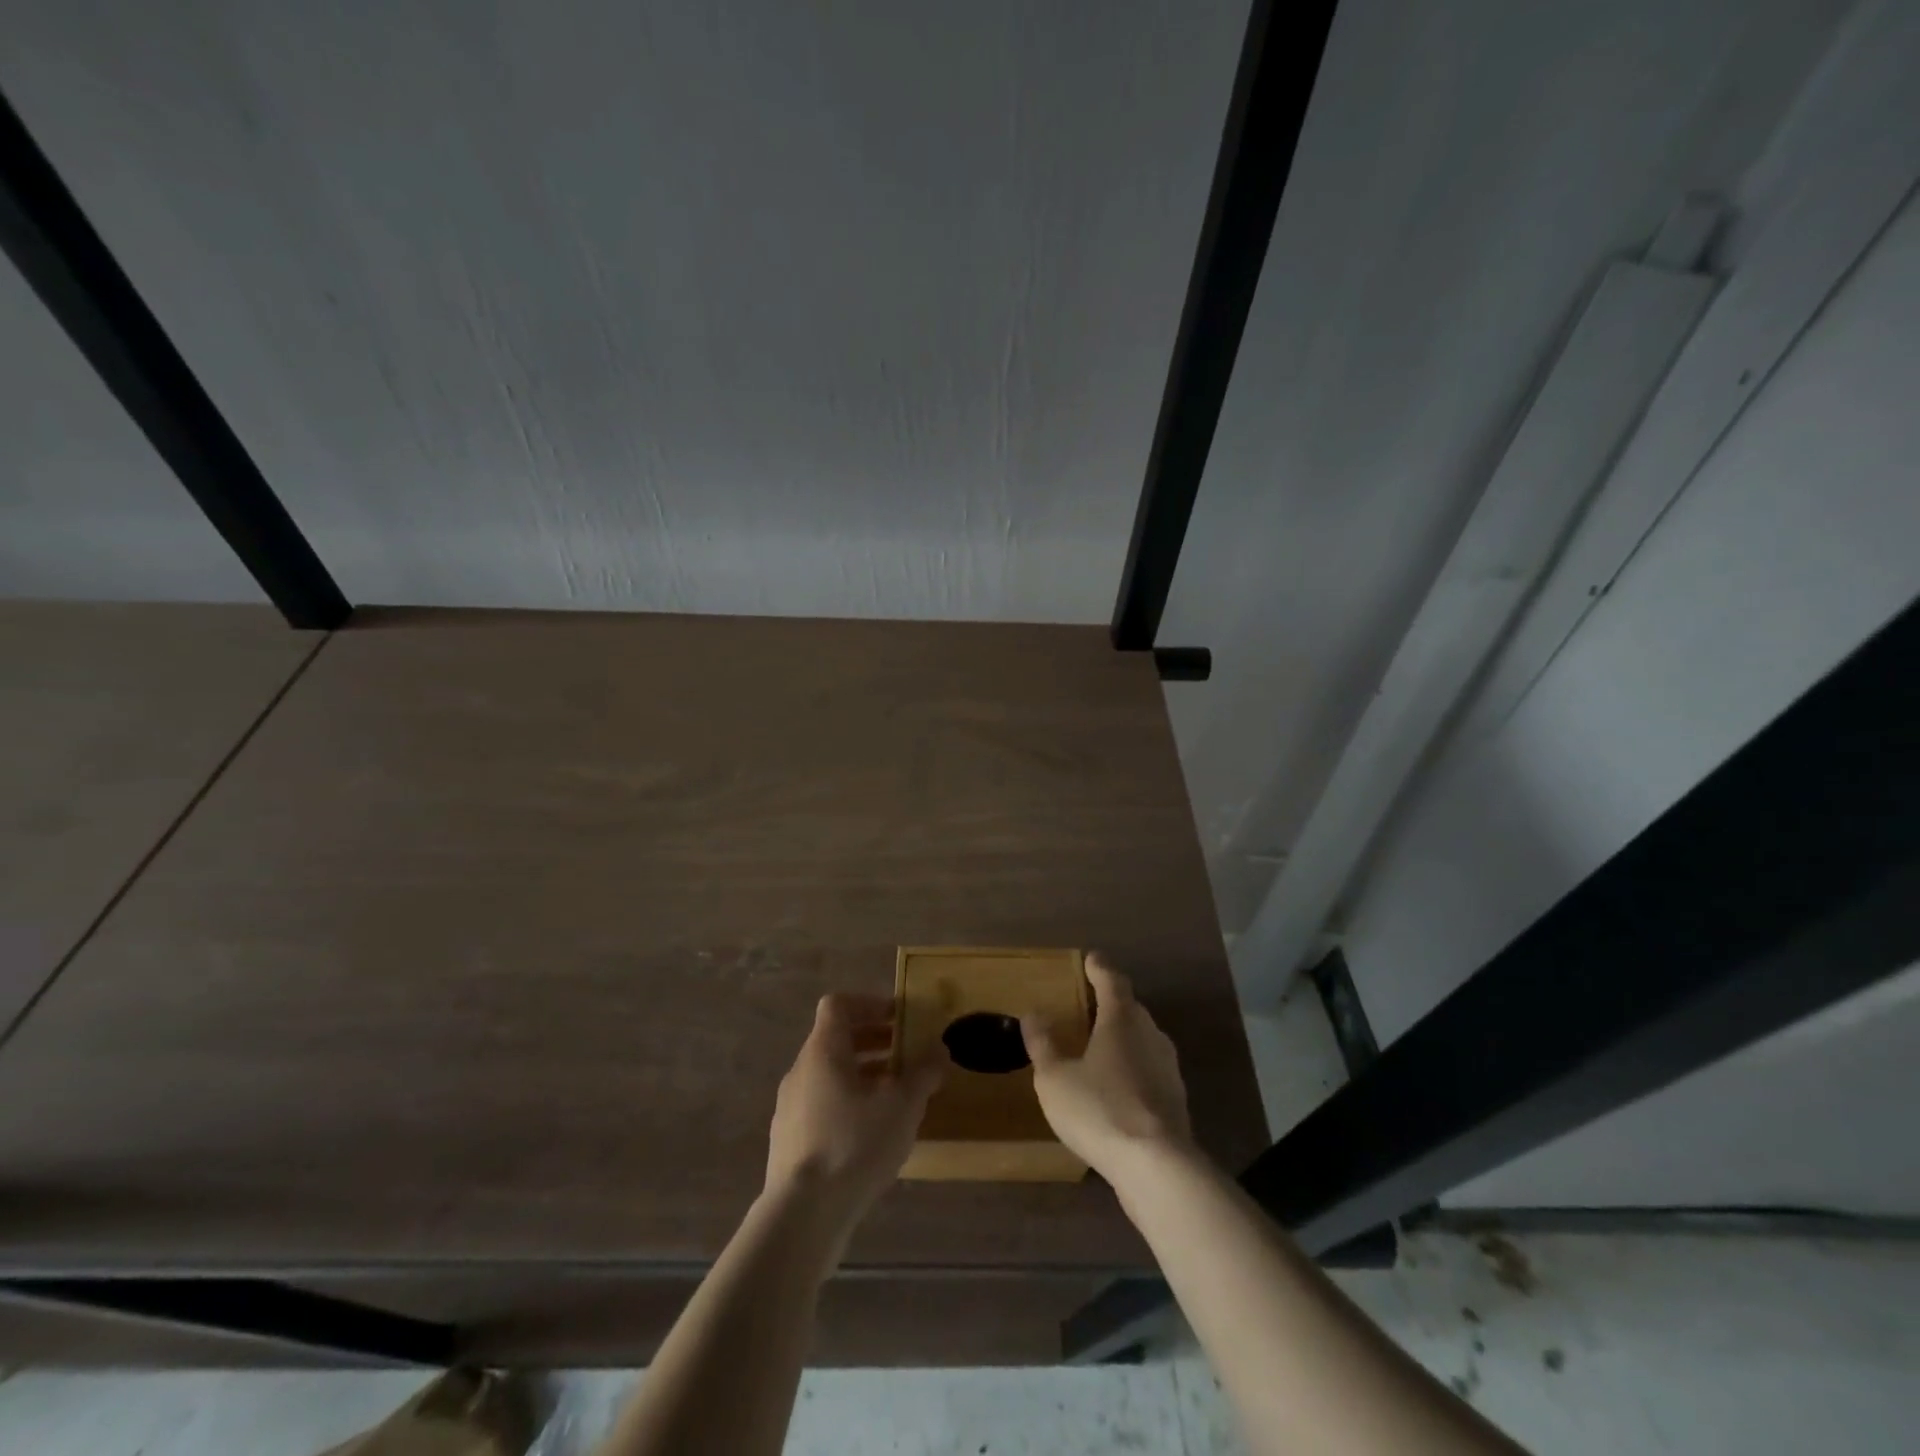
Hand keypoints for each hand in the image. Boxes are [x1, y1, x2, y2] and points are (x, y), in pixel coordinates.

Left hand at [764, 993, 947, 1236]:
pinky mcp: (789, 1142)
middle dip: (874, 1041)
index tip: (899, 1018)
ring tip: (898, 1095)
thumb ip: (923, 1072)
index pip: (838, 1005)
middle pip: (836, 1040)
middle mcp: (801, 1071)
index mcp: (823, 1050)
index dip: (870, 1003)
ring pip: (830, 1076)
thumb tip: (939, 1049)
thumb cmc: (854, 1144)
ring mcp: (790, 1108)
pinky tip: (874, 1134)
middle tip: (907, 1053)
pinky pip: (822, 1107)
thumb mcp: (902, 1105)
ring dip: (864, 1075)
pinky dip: (849, 1105)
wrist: (802, 1216)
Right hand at [1023, 954, 1193, 1177]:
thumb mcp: (1055, 1078)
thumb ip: (1043, 1044)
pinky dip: (1133, 1068)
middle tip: (1088, 1006)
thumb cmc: (1100, 1109)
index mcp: (1121, 1018)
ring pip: (1143, 1039)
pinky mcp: (1176, 1099)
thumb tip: (1033, 1014)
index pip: (1112, 980)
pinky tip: (1117, 1088)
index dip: (1099, 968)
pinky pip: (1150, 1069)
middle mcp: (1150, 1033)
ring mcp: (1168, 1067)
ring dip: (1123, 1038)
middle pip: (1130, 1008)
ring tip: (1100, 1047)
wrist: (1158, 1167)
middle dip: (1110, 1003)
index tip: (1091, 958)